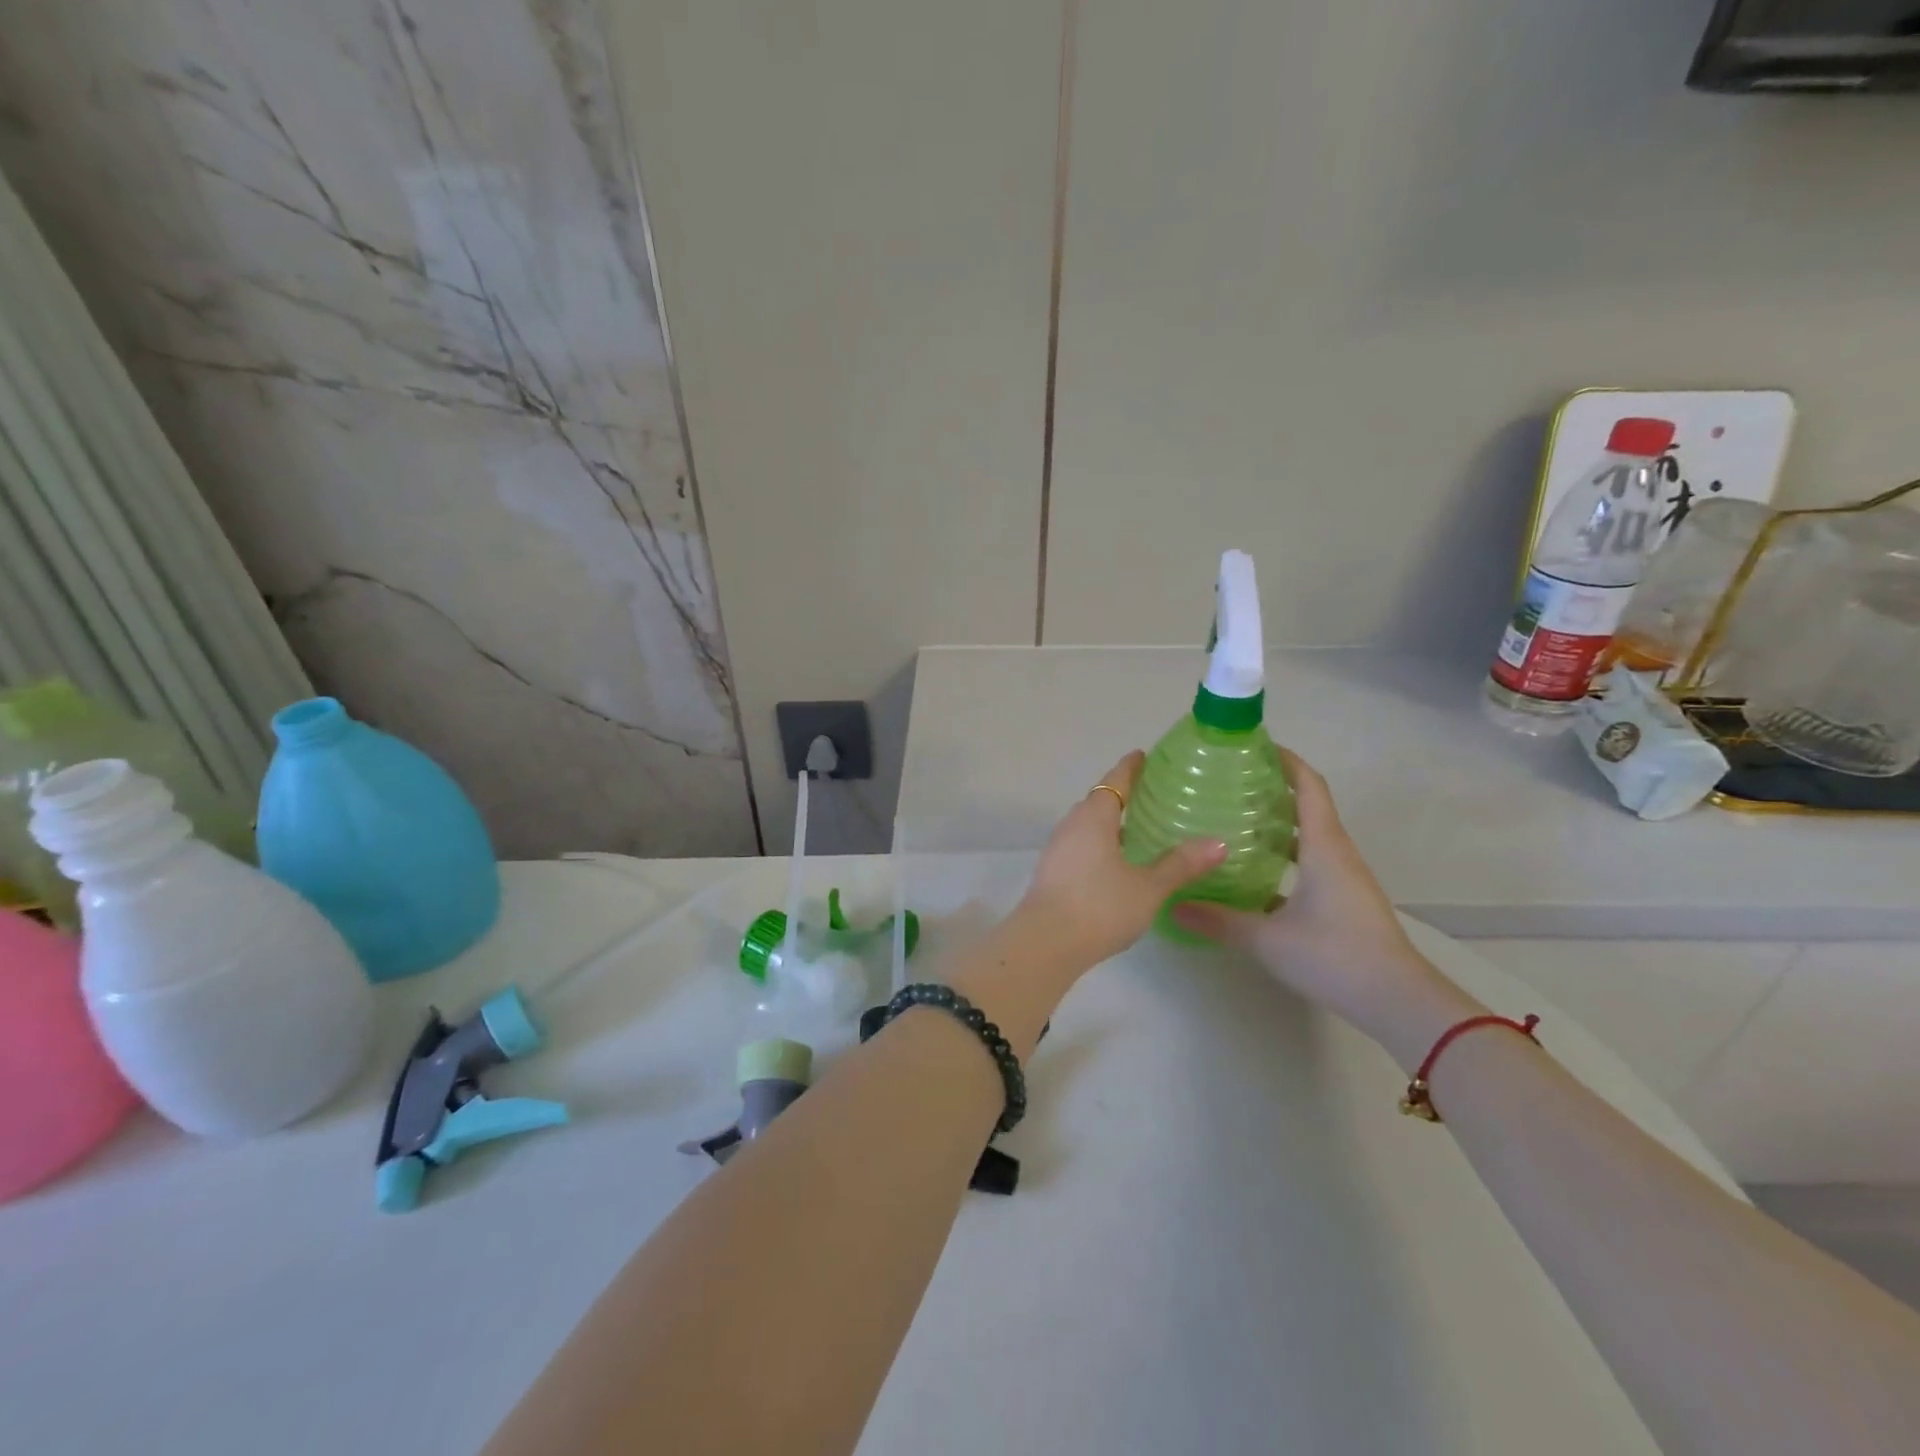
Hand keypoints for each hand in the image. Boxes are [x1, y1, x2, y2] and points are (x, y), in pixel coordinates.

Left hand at [1013, 751, 1225, 972]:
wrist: (1045, 943)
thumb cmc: (1100, 906)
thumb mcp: (1148, 887)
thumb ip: (1181, 864)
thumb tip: (1219, 843)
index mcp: (1094, 817)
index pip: (1114, 781)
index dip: (1129, 768)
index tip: (1141, 756)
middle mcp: (1071, 825)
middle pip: (1098, 801)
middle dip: (1121, 796)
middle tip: (1149, 796)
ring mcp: (1057, 849)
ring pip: (1087, 826)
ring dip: (1109, 824)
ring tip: (1137, 831)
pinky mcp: (1051, 872)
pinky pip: (1079, 846)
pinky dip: (1099, 845)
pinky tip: (1115, 865)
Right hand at [1173, 749, 1474, 1059]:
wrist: (1397, 1000)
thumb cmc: (1334, 955)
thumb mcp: (1267, 939)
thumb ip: (1218, 920)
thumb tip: (1172, 904)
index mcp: (1323, 846)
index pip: (1308, 786)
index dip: (1285, 760)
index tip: (1253, 745)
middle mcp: (1336, 852)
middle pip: (1307, 805)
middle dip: (1272, 788)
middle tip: (1228, 782)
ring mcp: (1343, 877)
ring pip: (1308, 835)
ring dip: (1277, 822)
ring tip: (1234, 820)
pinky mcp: (1343, 900)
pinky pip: (1311, 861)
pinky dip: (1284, 854)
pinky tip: (1254, 871)